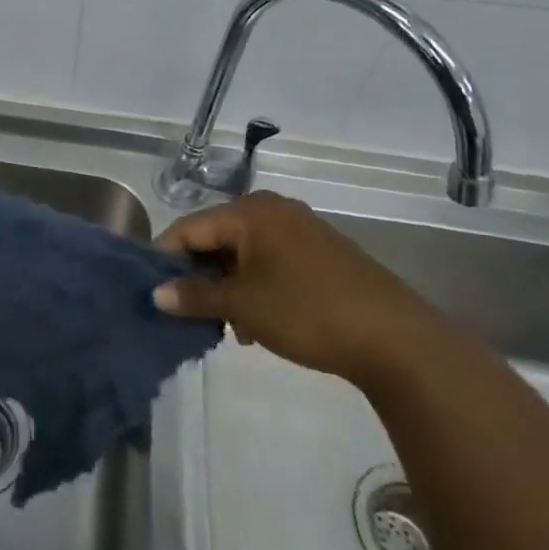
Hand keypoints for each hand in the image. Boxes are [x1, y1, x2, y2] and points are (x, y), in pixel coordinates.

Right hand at [152, 191, 439, 381]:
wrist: (396, 339)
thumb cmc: (307, 311)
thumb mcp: (243, 306)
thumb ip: (194, 296)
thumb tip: (157, 294)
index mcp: (250, 212)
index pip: (189, 228)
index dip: (165, 257)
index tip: (151, 289)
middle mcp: (273, 210)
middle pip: (216, 238)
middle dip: (200, 276)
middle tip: (190, 312)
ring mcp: (300, 229)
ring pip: (243, 253)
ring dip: (228, 286)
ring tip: (228, 326)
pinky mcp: (320, 253)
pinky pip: (270, 261)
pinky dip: (255, 286)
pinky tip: (258, 323)